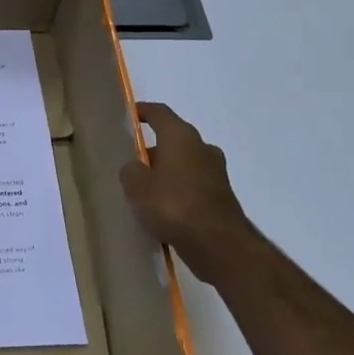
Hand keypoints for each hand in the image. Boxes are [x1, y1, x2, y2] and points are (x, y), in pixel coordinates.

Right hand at [119, 102, 262, 286]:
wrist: (218, 243)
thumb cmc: (173, 205)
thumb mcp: (137, 187)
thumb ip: (131, 171)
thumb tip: (135, 168)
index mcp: (181, 137)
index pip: (160, 113)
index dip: (144, 111)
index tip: (132, 113)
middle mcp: (202, 147)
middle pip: (174, 139)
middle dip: (155, 148)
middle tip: (134, 162)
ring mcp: (216, 172)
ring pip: (185, 163)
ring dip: (168, 171)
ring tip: (147, 189)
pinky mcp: (222, 196)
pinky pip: (194, 184)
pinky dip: (180, 190)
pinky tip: (165, 208)